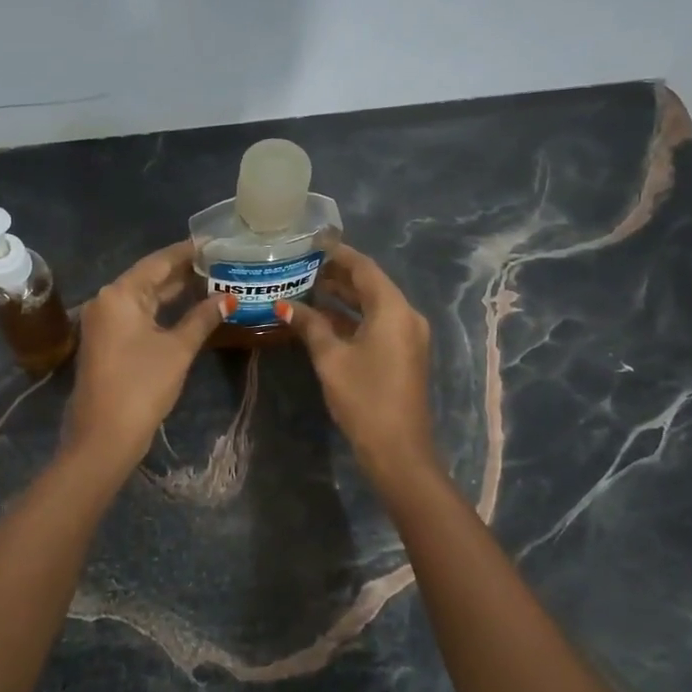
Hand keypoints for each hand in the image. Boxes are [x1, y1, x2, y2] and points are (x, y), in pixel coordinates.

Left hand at [63, 242, 228, 468]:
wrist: (104, 435)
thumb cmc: (142, 385)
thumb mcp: (178, 349)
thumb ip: (202, 318)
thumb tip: (228, 298)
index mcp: (119, 294)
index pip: (159, 261)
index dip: (188, 252)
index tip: (215, 242)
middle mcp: (107, 301)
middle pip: (150, 277)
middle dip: (184, 272)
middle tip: (220, 262)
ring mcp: (104, 323)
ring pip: (145, 298)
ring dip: (175, 292)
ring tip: (212, 281)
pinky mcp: (108, 342)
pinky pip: (138, 316)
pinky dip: (163, 311)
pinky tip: (189, 310)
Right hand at [280, 245, 435, 481]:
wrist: (398, 449)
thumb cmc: (364, 398)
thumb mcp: (331, 359)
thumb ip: (310, 326)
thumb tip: (284, 305)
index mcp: (393, 309)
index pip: (364, 269)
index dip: (338, 254)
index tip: (313, 242)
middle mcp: (406, 316)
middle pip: (370, 286)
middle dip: (338, 276)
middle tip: (303, 265)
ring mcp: (407, 337)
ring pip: (373, 307)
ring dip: (343, 298)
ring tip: (307, 287)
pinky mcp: (403, 355)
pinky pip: (376, 324)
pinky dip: (352, 319)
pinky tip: (323, 319)